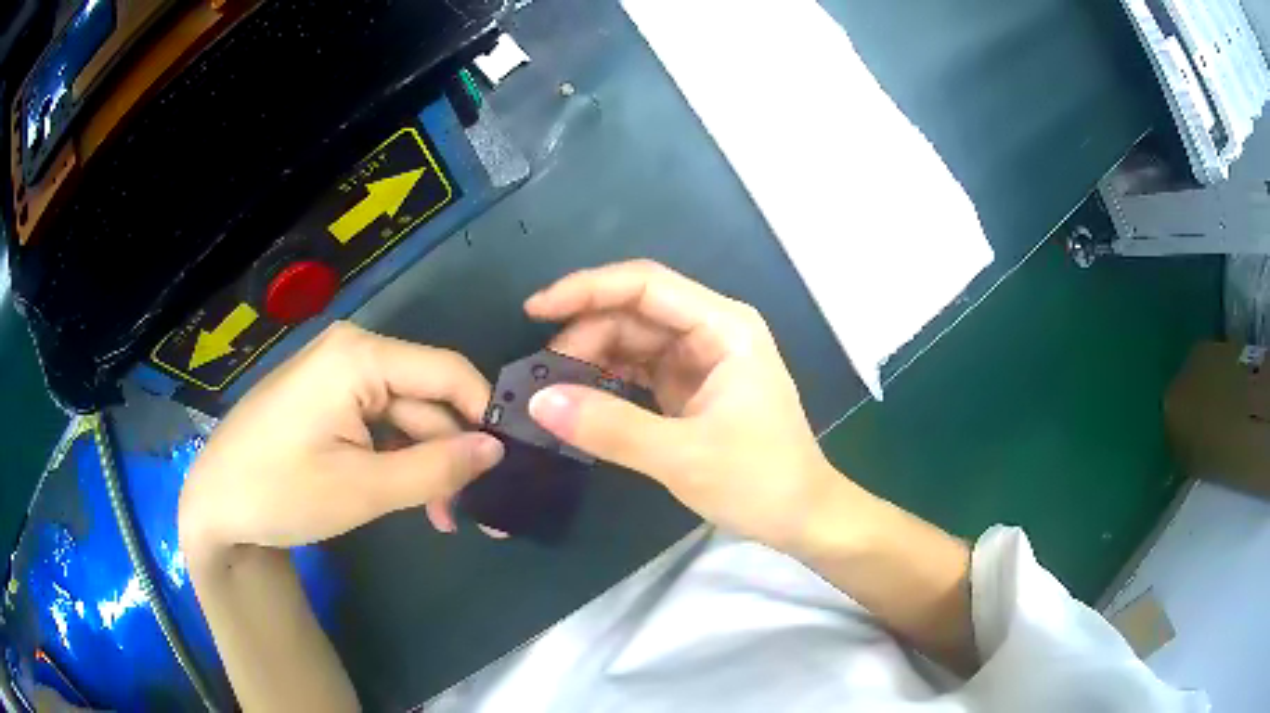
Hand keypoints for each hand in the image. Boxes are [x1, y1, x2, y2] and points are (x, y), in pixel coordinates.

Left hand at [178, 322, 504, 562]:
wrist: (215, 505)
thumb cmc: (281, 491)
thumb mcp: (363, 489)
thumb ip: (435, 469)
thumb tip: (497, 451)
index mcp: (358, 357)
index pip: (447, 371)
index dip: (484, 413)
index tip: (511, 463)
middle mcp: (352, 354)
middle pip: (426, 399)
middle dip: (453, 454)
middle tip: (480, 511)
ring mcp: (338, 378)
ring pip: (405, 418)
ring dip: (427, 465)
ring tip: (445, 518)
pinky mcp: (328, 402)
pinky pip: (379, 425)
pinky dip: (399, 461)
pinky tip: (413, 498)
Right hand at [524, 260, 843, 551]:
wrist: (802, 516)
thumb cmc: (759, 480)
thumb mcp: (682, 456)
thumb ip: (609, 427)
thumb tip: (539, 402)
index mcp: (723, 327)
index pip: (645, 286)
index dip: (586, 290)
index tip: (535, 310)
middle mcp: (712, 331)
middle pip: (634, 312)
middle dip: (585, 335)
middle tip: (542, 375)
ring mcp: (701, 360)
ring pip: (633, 341)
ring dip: (592, 358)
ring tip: (553, 389)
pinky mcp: (691, 388)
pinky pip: (639, 370)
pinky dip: (608, 381)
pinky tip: (580, 399)